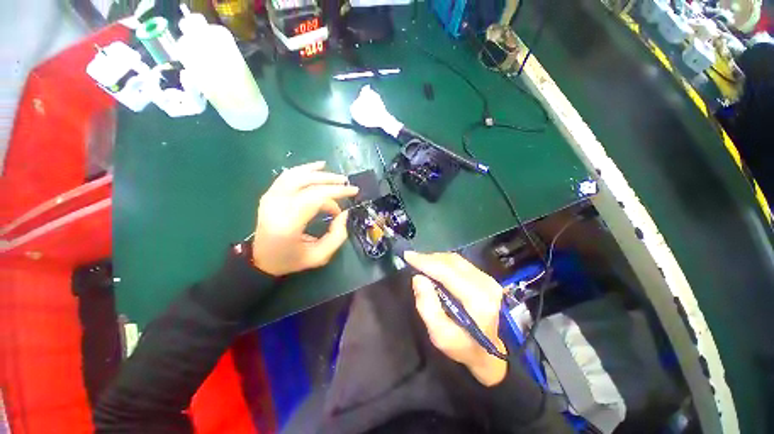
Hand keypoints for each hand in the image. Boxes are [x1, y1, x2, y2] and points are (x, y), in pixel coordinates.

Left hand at [252, 161, 358, 275]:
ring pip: (297, 175)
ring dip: (320, 174)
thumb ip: (337, 235)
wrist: (261, 260)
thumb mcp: (319, 256)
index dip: (336, 192)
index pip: (315, 197)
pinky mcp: (269, 195)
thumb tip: (345, 213)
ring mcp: (269, 198)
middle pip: (307, 184)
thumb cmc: (291, 260)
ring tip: (337, 177)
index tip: (352, 194)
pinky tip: (318, 166)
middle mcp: (276, 206)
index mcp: (288, 224)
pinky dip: (304, 169)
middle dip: (331, 181)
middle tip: (348, 184)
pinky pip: (287, 176)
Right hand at [404, 251, 507, 385]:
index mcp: (477, 299)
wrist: (493, 352)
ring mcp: (488, 279)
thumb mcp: (441, 335)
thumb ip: (427, 306)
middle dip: (428, 258)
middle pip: (451, 261)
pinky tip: (435, 267)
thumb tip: (418, 278)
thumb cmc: (465, 347)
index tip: (407, 256)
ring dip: (436, 259)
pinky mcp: (486, 278)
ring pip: (456, 260)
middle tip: (412, 259)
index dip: (425, 261)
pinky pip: (460, 263)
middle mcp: (485, 283)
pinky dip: (444, 262)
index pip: (446, 271)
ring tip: (421, 263)